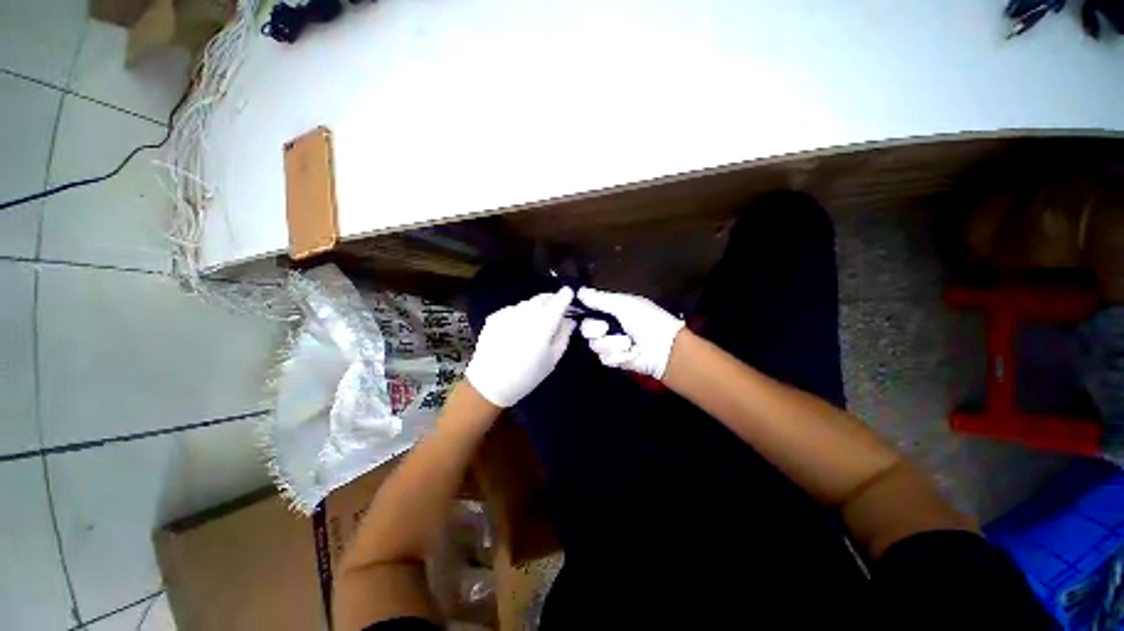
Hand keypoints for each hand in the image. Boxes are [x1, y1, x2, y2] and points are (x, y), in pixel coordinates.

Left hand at [465, 287, 575, 406]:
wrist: (490, 383)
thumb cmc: (528, 375)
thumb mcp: (553, 358)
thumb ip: (564, 335)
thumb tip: (569, 320)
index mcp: (544, 321)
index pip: (559, 298)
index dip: (566, 296)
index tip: (570, 296)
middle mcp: (526, 311)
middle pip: (543, 297)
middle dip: (552, 300)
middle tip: (555, 311)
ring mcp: (508, 312)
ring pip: (527, 303)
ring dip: (535, 307)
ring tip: (535, 324)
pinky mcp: (494, 316)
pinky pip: (512, 309)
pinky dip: (519, 314)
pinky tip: (517, 330)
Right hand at [576, 288, 684, 378]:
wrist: (664, 347)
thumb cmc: (647, 320)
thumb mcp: (624, 305)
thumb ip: (600, 299)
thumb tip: (578, 291)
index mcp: (610, 309)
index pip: (588, 309)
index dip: (583, 311)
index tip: (583, 311)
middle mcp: (607, 326)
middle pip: (586, 328)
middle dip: (596, 329)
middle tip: (606, 328)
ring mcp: (610, 344)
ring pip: (595, 345)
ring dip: (612, 343)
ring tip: (628, 342)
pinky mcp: (614, 360)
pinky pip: (605, 358)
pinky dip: (619, 355)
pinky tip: (631, 353)